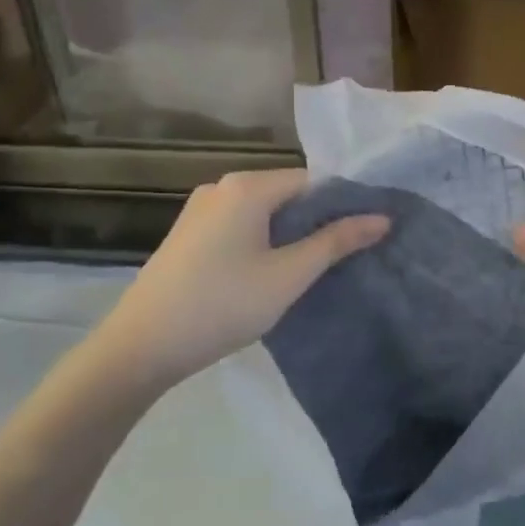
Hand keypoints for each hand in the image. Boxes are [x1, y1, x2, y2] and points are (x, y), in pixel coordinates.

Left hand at [93, 168, 387, 389]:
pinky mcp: (188, 234)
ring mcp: (199, 210)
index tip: (368, 231)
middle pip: (286, 193)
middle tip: (349, 253)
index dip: (343, 203)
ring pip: (262, 212)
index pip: (312, 180)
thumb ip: (335, 242)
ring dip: (290, 233)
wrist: (142, 345)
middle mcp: (221, 186)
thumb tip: (382, 218)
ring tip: (317, 266)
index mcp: (246, 186)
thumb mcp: (289, 275)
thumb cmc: (223, 304)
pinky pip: (239, 226)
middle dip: (318, 220)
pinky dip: (263, 241)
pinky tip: (272, 271)